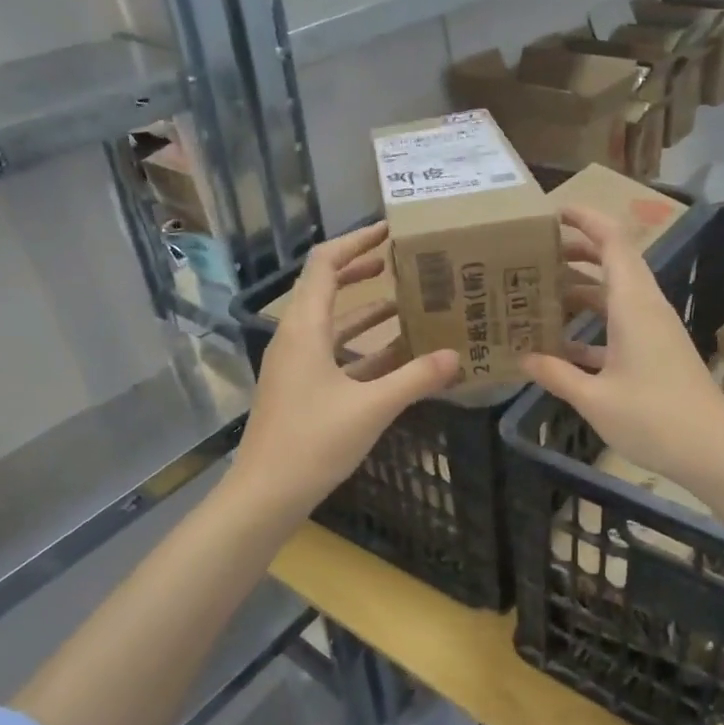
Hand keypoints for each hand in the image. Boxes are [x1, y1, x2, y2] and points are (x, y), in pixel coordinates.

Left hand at [230, 222, 459, 522]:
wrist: (266, 494)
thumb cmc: (313, 443)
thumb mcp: (371, 408)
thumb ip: (416, 378)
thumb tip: (456, 355)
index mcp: (304, 328)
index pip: (324, 263)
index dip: (355, 241)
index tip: (390, 230)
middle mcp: (296, 338)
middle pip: (327, 288)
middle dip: (363, 271)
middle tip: (404, 261)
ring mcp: (297, 365)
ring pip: (335, 324)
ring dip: (369, 311)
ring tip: (411, 301)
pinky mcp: (303, 390)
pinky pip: (337, 355)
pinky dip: (366, 348)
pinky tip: (399, 354)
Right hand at [522, 205, 723, 492]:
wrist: (714, 452)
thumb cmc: (654, 419)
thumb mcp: (594, 399)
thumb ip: (555, 374)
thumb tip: (521, 358)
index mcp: (633, 304)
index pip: (613, 242)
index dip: (586, 219)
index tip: (553, 212)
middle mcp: (646, 308)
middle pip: (613, 262)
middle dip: (575, 252)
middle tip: (534, 255)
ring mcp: (654, 330)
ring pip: (615, 294)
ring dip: (581, 289)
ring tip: (539, 294)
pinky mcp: (657, 353)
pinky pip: (619, 323)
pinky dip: (591, 324)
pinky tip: (561, 344)